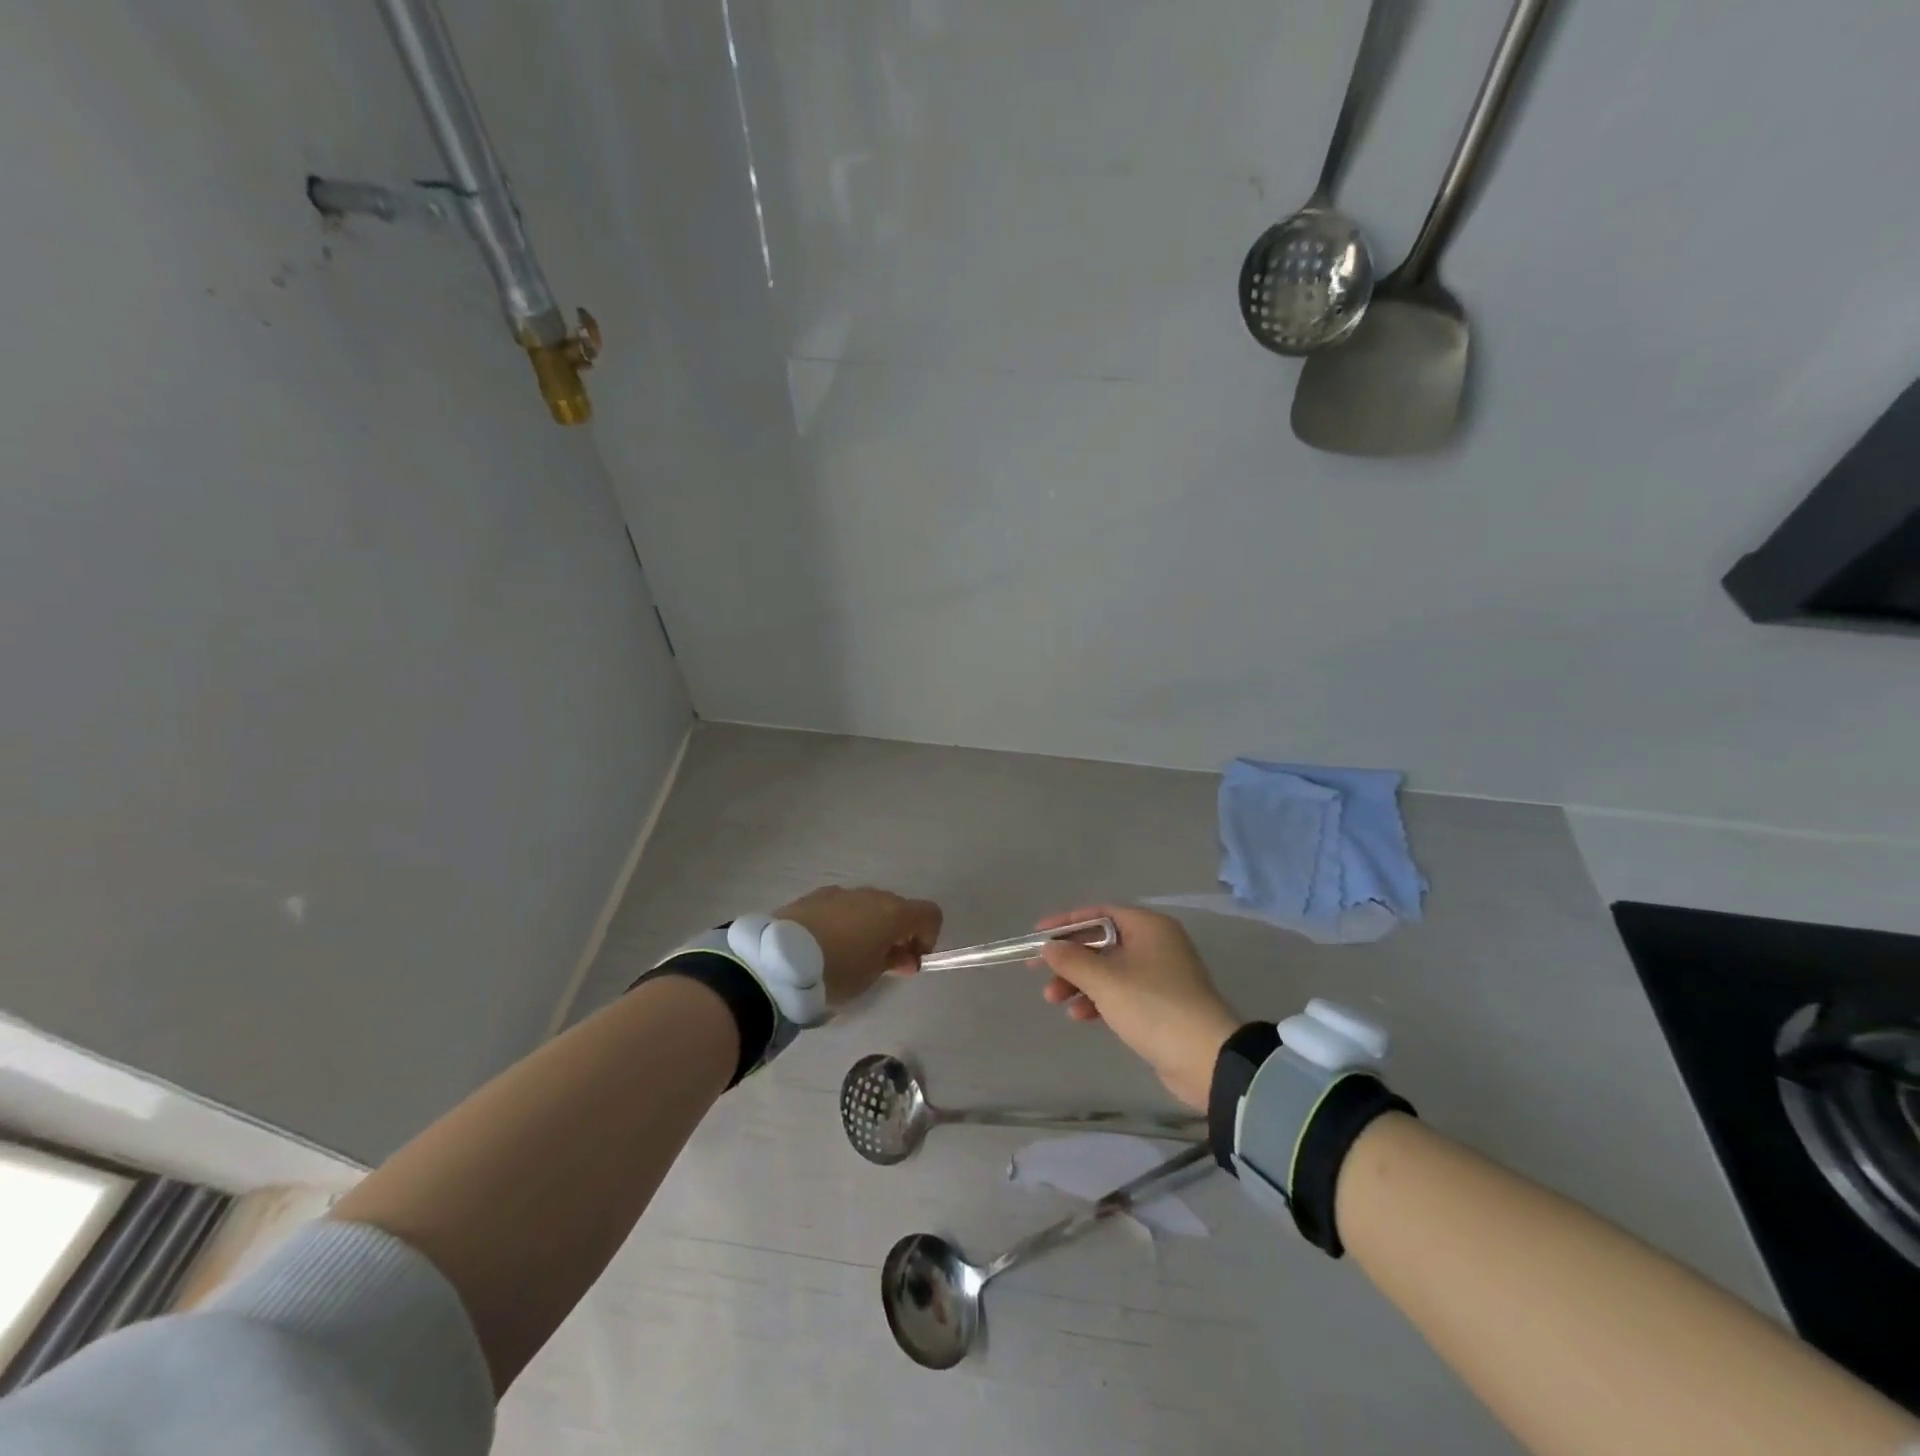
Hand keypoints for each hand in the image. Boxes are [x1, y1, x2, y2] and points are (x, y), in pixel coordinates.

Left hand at [774, 886, 942, 1008]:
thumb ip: (893, 961)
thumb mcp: (870, 976)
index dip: (928, 936)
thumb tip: (904, 956)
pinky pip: (842, 906)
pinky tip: (826, 943)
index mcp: (892, 913)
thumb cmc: (836, 971)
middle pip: (898, 908)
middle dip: (897, 932)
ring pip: (868, 905)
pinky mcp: (815, 896)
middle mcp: (871, 895)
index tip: (911, 960)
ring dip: (870, 925)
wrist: (780, 959)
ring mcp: (842, 892)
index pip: (930, 914)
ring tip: (849, 954)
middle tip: (883, 962)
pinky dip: (845, 921)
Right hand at [1035, 905, 1240, 1110]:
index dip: (1066, 923)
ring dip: (1080, 982)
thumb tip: (1049, 947)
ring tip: (1054, 1000)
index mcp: (1148, 926)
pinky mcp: (1161, 1004)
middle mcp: (1156, 943)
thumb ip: (1072, 960)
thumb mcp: (1105, 981)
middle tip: (1039, 973)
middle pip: (1102, 942)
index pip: (1099, 913)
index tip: (1038, 937)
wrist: (1206, 1058)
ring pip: (1109, 970)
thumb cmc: (1153, 1006)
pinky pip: (1121, 992)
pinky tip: (1080, 1016)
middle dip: (1070, 960)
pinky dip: (1099, 999)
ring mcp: (1160, 975)